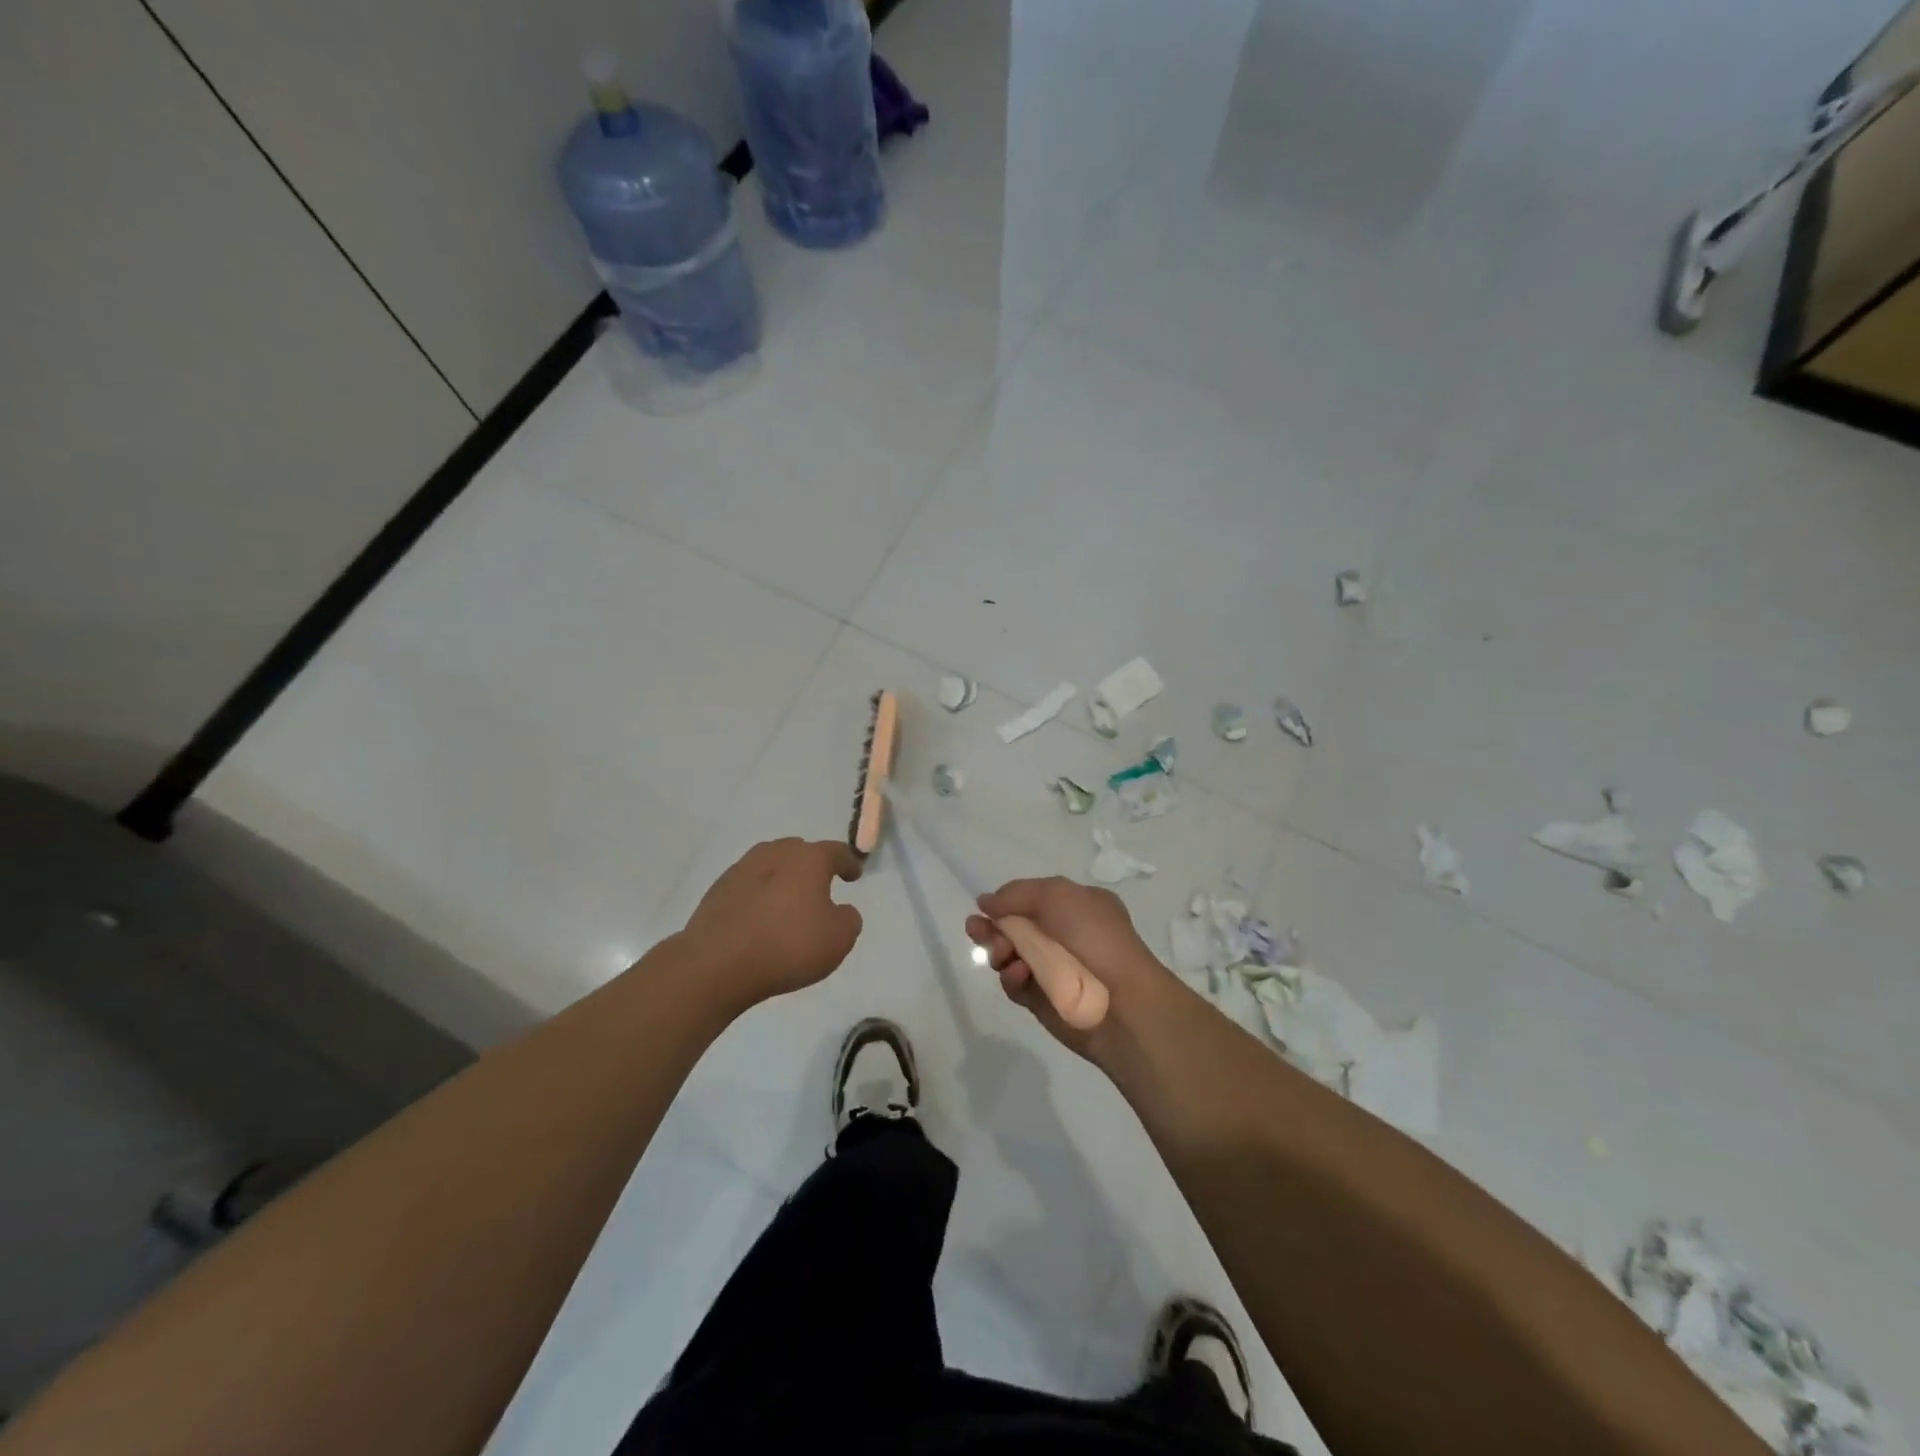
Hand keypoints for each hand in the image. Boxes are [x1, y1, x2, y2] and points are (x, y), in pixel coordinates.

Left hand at [681, 839, 863, 1004]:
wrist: (717, 964)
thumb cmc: (788, 945)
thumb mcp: (838, 939)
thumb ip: (848, 919)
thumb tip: (841, 911)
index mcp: (808, 859)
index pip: (835, 852)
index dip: (848, 863)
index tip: (854, 875)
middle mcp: (775, 854)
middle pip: (799, 852)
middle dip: (812, 865)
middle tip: (820, 886)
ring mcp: (741, 869)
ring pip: (770, 866)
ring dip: (782, 879)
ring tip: (788, 902)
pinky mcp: (717, 891)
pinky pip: (749, 886)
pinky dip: (759, 896)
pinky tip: (761, 918)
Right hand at [965, 877, 1173, 1056]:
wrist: (1122, 1002)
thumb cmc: (1094, 938)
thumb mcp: (1057, 895)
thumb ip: (1016, 894)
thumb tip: (985, 902)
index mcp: (1076, 906)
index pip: (1031, 898)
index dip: (1005, 902)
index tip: (984, 908)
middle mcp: (1065, 934)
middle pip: (1015, 927)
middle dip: (993, 927)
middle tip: (976, 930)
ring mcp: (1053, 968)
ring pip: (1010, 955)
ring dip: (999, 950)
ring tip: (1001, 953)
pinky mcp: (1042, 999)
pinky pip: (1016, 984)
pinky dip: (1012, 977)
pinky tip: (1019, 974)